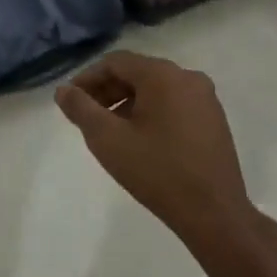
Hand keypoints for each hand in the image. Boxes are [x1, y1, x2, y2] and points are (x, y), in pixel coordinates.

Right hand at [55, 50, 258, 250]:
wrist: (214, 213)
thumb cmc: (156, 171)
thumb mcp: (107, 139)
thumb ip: (81, 109)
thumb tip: (63, 90)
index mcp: (163, 75)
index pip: (116, 62)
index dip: (88, 78)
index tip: (70, 100)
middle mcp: (188, 78)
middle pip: (137, 73)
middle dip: (107, 90)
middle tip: (85, 115)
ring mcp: (205, 99)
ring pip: (156, 89)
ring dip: (127, 103)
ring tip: (108, 130)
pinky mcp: (214, 120)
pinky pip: (174, 104)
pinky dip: (150, 113)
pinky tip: (139, 139)